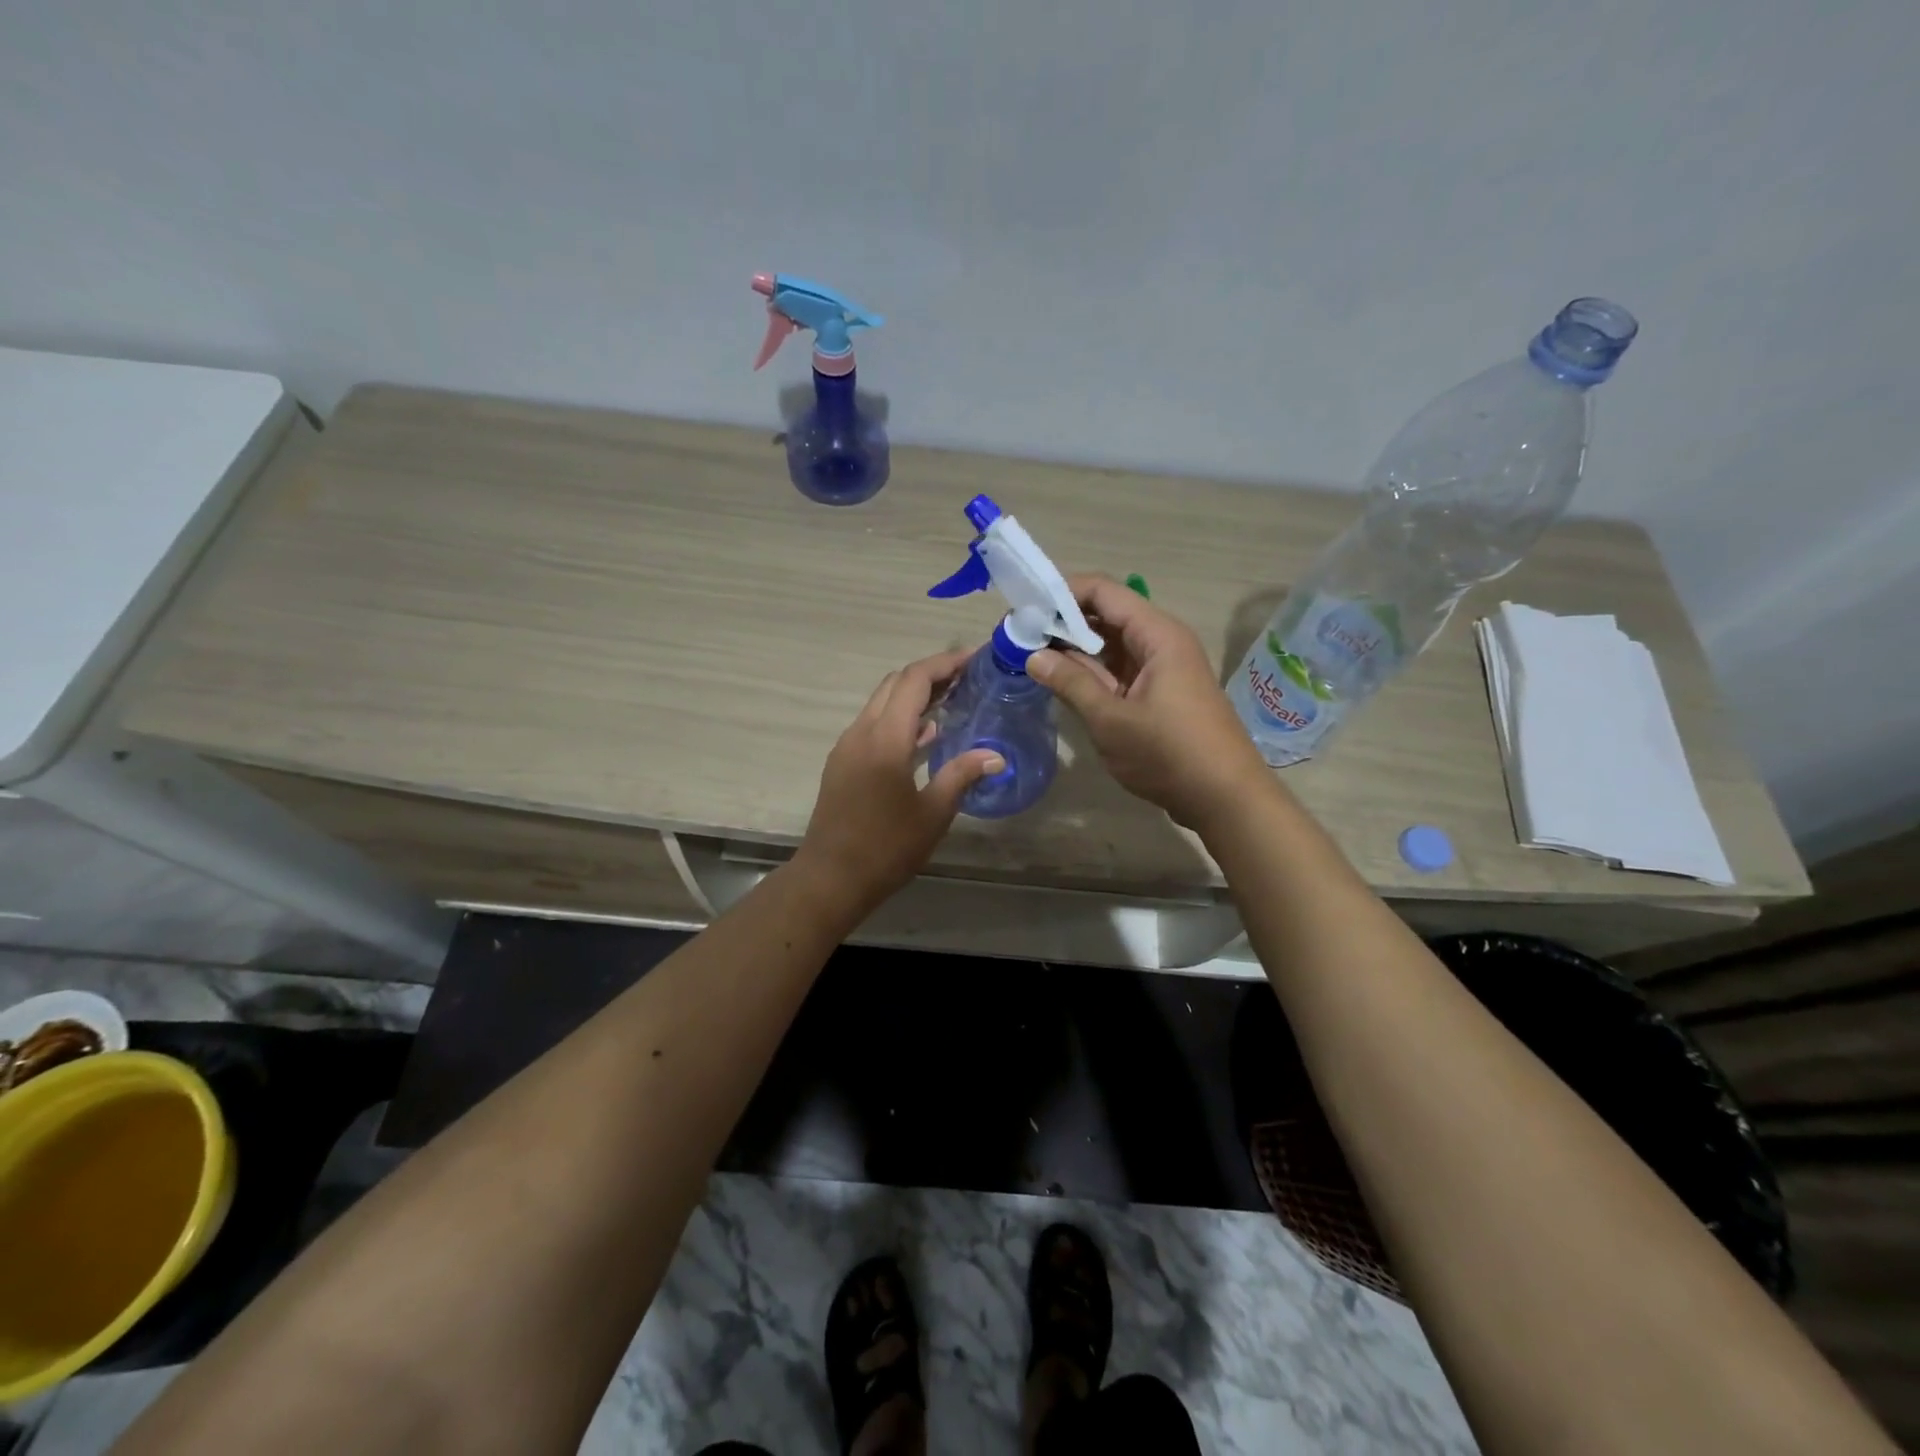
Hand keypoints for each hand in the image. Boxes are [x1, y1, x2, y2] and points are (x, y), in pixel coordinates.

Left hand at [792, 649, 1003, 914]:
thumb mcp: (932, 813)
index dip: (945, 663)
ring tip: (953, 700)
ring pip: (881, 702)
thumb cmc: (885, 848)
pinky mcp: (842, 763)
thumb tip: (995, 755)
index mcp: (884, 738)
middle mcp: (861, 732)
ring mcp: (847, 747)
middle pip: (895, 683)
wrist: (830, 878)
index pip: (914, 680)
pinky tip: (925, 736)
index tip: (975, 657)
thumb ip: (962, 775)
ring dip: (913, 694)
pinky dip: (899, 718)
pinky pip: (873, 724)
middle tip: (968, 677)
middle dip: (931, 673)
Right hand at [1028, 575, 1270, 830]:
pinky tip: (1059, 680)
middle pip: (1106, 615)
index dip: (1062, 593)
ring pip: (1110, 645)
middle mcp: (1161, 642)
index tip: (1023, 608)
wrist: (1225, 798)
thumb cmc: (1169, 753)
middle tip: (1018, 636)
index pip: (1103, 592)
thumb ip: (1071, 683)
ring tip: (1029, 655)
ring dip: (1073, 649)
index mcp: (1157, 634)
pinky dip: (1090, 672)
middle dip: (1062, 622)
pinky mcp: (1158, 693)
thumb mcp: (1112, 719)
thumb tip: (1033, 656)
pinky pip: (1118, 670)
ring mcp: (1161, 669)